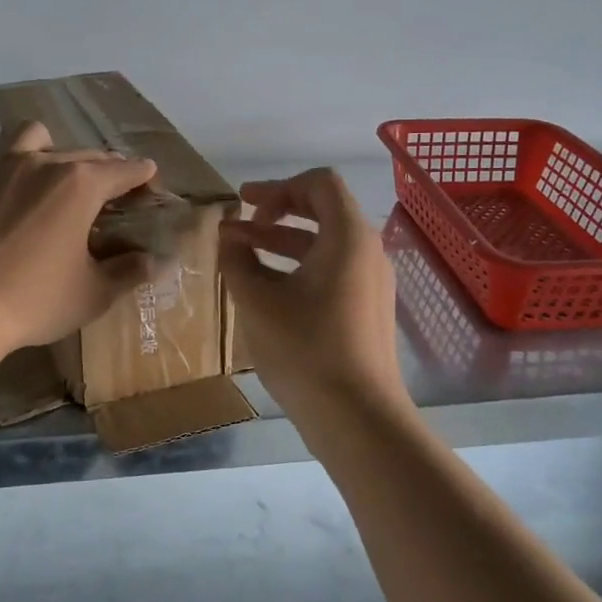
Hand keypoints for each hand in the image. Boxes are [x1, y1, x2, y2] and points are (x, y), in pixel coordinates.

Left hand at [0, 122, 158, 352]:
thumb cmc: (34, 300)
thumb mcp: (93, 293)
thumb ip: (128, 271)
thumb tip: (154, 261)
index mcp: (80, 184)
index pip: (124, 170)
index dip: (142, 175)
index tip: (150, 180)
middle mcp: (43, 163)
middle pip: (86, 154)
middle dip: (106, 169)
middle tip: (111, 195)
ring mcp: (1, 167)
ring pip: (38, 140)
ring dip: (58, 153)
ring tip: (59, 181)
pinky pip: (3, 160)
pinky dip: (20, 171)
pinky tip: (18, 202)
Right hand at [219, 168, 407, 416]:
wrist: (358, 417)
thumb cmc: (305, 349)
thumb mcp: (258, 301)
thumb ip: (237, 260)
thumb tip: (229, 238)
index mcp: (348, 236)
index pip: (319, 183)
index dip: (278, 187)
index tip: (245, 207)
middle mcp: (368, 251)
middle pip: (324, 210)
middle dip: (277, 212)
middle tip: (239, 222)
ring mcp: (373, 282)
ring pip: (326, 244)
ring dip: (283, 242)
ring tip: (241, 256)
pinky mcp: (368, 309)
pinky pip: (334, 270)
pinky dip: (300, 267)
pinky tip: (268, 290)